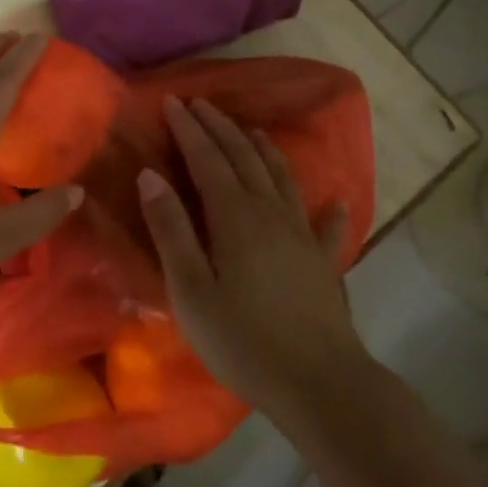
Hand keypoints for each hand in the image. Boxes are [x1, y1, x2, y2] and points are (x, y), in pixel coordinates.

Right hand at [138, 97, 368, 421]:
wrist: (320, 385)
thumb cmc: (242, 339)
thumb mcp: (190, 289)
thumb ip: (170, 229)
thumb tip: (150, 175)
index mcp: (234, 216)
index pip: (207, 158)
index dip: (189, 129)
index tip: (173, 101)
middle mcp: (271, 213)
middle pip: (244, 158)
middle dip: (220, 128)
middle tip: (200, 104)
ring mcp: (303, 235)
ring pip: (281, 178)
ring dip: (263, 149)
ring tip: (251, 130)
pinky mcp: (324, 262)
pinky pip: (327, 225)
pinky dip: (330, 207)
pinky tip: (337, 199)